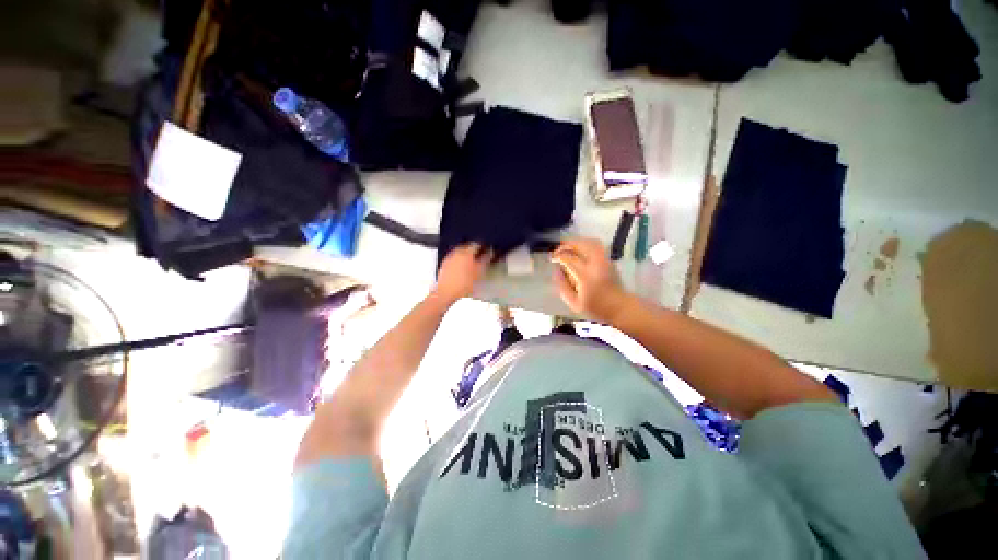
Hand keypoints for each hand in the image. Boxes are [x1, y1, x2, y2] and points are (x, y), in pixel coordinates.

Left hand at [434, 243, 492, 304]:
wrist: (446, 291)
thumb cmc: (463, 283)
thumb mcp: (479, 272)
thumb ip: (485, 260)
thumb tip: (489, 253)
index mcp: (466, 252)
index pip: (476, 244)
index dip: (483, 246)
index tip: (486, 250)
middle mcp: (457, 252)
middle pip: (467, 246)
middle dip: (474, 250)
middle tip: (479, 255)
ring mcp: (450, 257)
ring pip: (460, 251)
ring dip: (466, 254)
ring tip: (471, 262)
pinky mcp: (444, 263)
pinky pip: (454, 258)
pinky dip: (459, 260)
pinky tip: (462, 267)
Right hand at [551, 237, 629, 322]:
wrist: (619, 307)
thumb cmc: (596, 308)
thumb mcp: (574, 303)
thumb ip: (563, 286)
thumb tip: (556, 271)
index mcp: (585, 276)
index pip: (568, 259)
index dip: (557, 256)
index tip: (551, 259)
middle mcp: (596, 264)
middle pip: (579, 245)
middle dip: (566, 245)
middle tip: (557, 250)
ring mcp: (604, 260)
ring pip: (589, 242)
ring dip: (576, 242)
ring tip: (567, 247)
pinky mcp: (609, 259)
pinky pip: (597, 245)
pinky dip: (586, 243)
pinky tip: (579, 249)